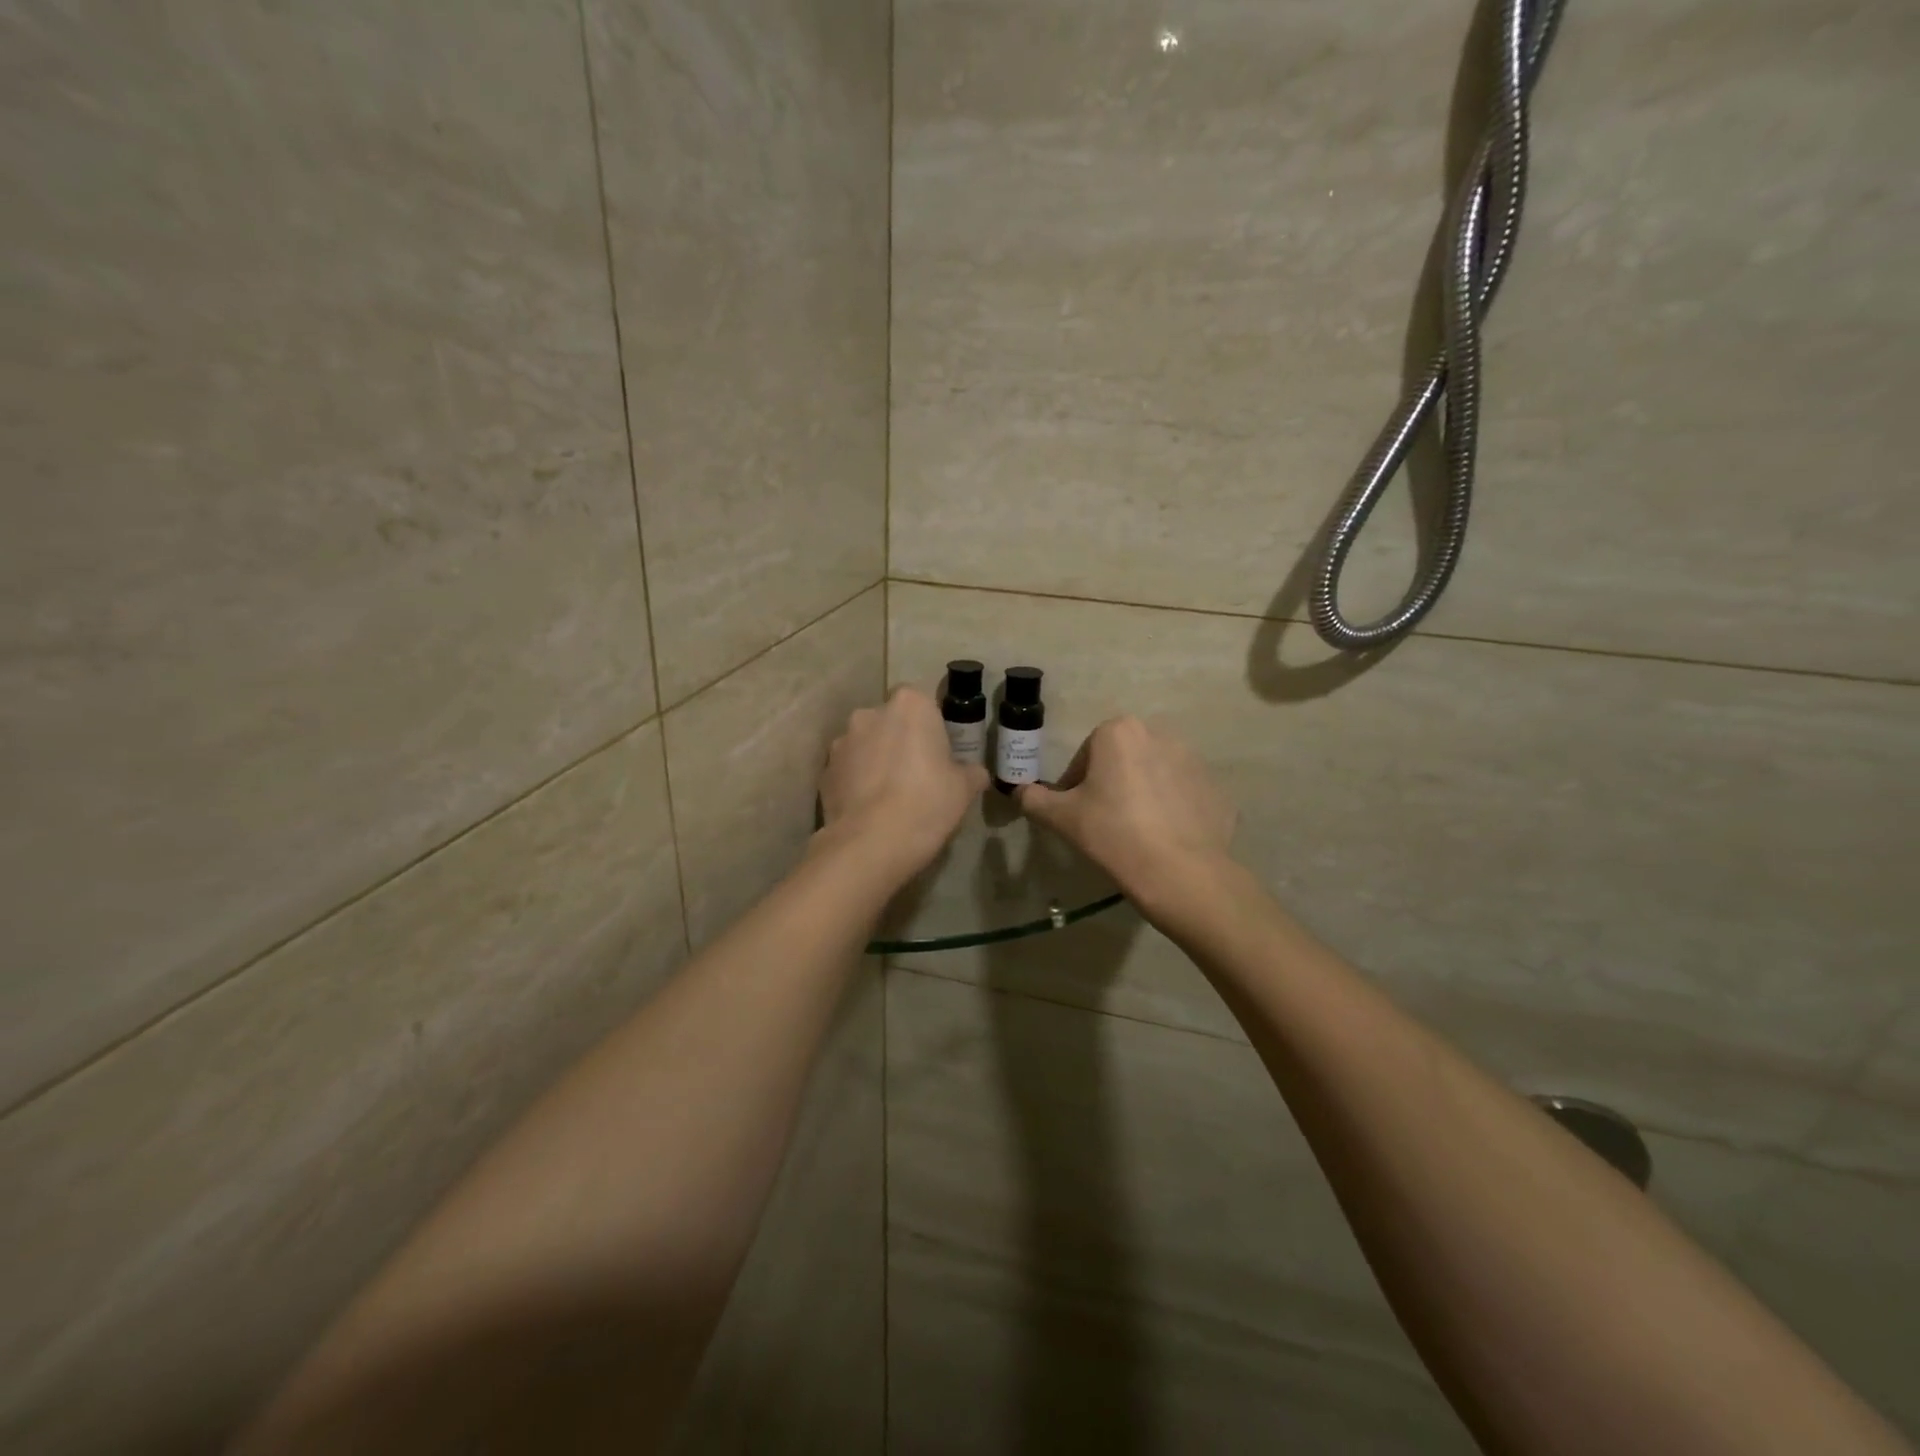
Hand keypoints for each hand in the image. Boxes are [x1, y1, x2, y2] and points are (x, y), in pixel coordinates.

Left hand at [819, 687, 990, 881]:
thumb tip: (974, 772)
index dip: (932, 728)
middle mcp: (871, 713)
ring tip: (889, 796)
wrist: (871, 843)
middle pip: (891, 722)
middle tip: (917, 774)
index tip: (939, 754)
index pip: (924, 703)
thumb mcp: (964, 789)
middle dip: (900, 740)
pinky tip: (869, 809)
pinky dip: (857, 782)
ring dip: (876, 760)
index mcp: (910, 705)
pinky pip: (848, 770)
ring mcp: (842, 741)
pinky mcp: (824, 770)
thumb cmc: (927, 803)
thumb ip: (971, 772)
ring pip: (866, 745)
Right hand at [1017, 717, 1236, 916]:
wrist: (1180, 872)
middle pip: (1121, 761)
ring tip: (1135, 834)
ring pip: (1153, 775)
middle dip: (1111, 785)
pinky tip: (1164, 840)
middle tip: (1104, 823)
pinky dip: (1171, 811)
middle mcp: (1159, 734)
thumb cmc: (1112, 834)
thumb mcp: (1061, 818)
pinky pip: (1182, 796)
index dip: (1075, 787)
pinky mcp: (1215, 788)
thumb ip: (1035, 799)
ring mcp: (1194, 760)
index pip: (1085, 757)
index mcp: (1118, 732)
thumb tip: (1020, 792)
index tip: (1076, 814)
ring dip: (1141, 795)